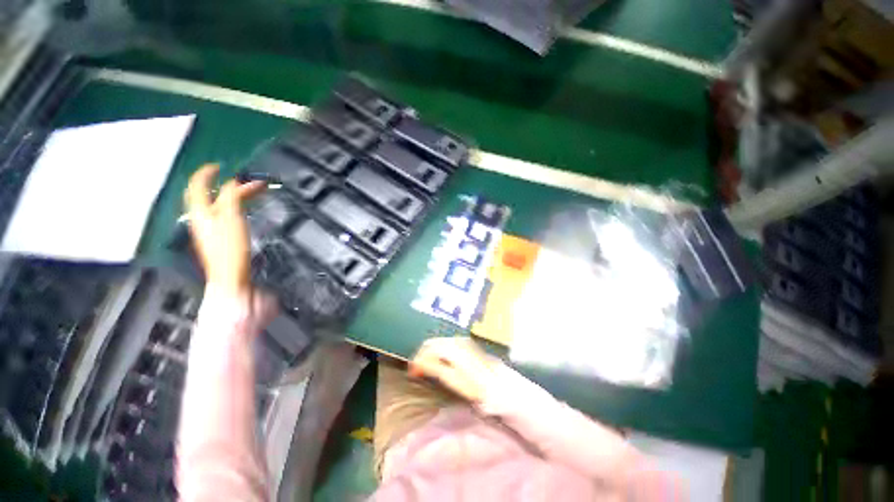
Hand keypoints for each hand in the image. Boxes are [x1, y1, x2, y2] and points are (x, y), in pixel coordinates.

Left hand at [185, 164, 265, 296]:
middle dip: (231, 184)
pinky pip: (227, 214)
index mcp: (201, 211)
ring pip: (221, 204)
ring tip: (255, 192)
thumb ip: (232, 196)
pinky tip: (247, 208)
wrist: (231, 276)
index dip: (207, 173)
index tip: (219, 165)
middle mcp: (202, 217)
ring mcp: (211, 228)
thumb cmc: (230, 248)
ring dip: (236, 195)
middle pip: (213, 194)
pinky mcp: (221, 236)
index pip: (198, 185)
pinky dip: (237, 206)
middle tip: (251, 180)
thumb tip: (234, 181)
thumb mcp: (231, 217)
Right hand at [409, 337, 498, 402]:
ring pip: (439, 342)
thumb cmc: (475, 386)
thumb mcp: (452, 380)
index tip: (412, 372)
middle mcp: (456, 340)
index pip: (428, 349)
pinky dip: (438, 350)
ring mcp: (462, 341)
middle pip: (432, 343)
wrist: (498, 384)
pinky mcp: (467, 343)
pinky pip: (446, 342)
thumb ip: (435, 368)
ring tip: (424, 366)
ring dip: (429, 352)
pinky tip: (437, 360)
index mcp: (451, 349)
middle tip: (416, 370)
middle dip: (421, 354)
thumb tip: (419, 364)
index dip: (417, 360)